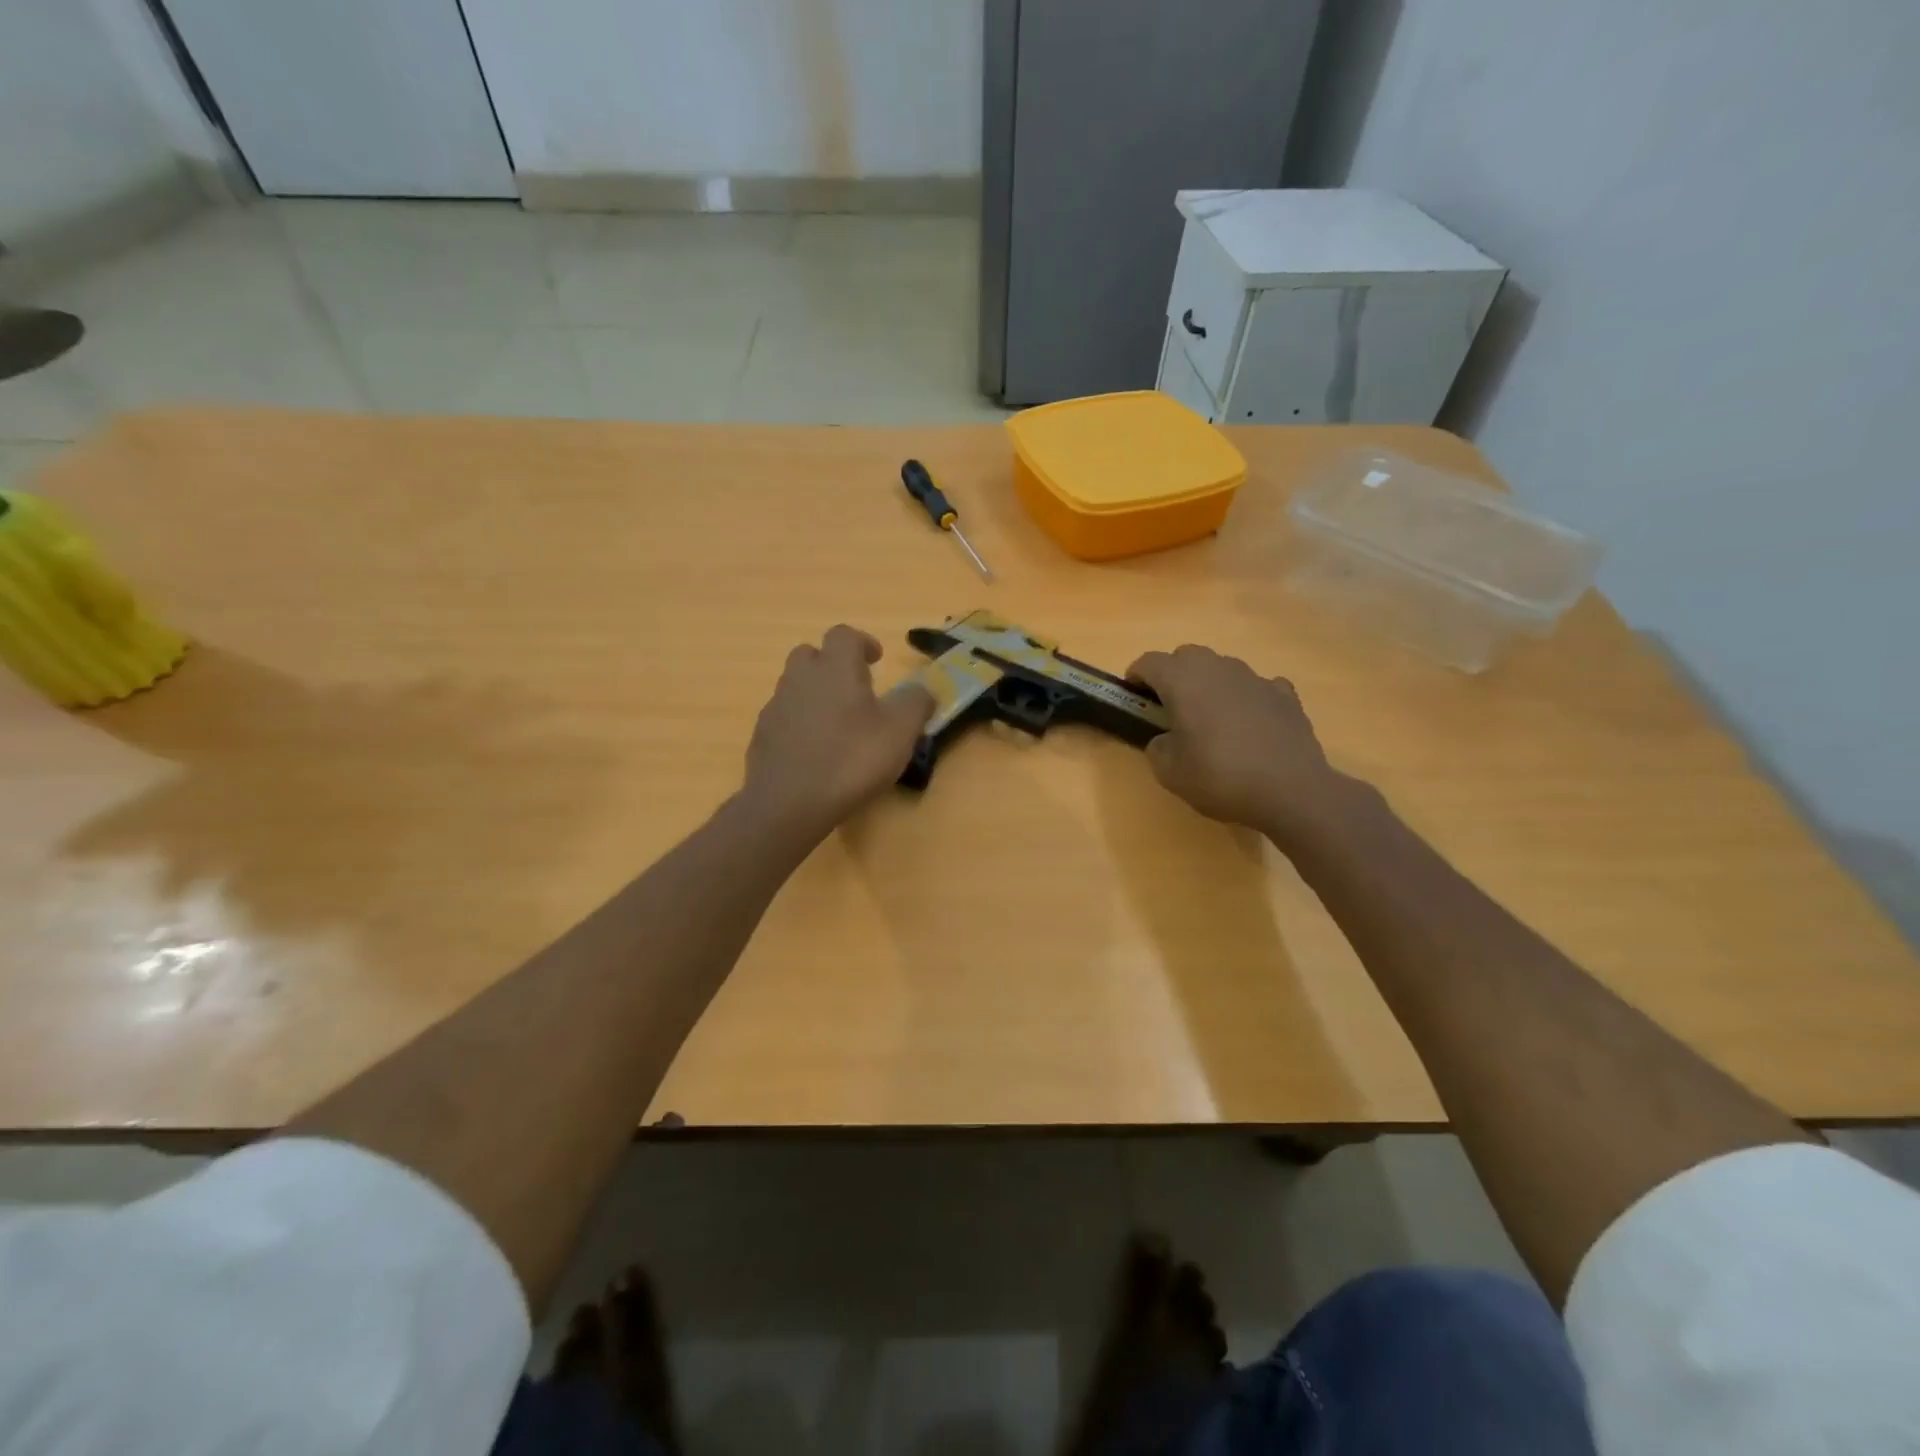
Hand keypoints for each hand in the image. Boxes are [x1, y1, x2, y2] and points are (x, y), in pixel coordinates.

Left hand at [743, 625, 933, 837]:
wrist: (788, 803)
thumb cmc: (851, 759)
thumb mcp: (900, 731)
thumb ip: (916, 703)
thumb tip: (922, 690)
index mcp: (835, 667)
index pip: (844, 635)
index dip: (862, 643)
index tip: (876, 661)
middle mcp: (800, 678)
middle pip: (811, 654)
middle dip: (832, 665)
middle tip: (855, 689)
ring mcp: (776, 707)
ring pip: (795, 686)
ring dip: (815, 694)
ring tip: (838, 724)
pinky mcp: (762, 736)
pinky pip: (784, 717)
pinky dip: (800, 724)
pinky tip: (815, 751)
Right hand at [1127, 645, 1345, 837]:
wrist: (1291, 790)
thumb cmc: (1220, 777)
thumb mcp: (1169, 772)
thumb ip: (1158, 747)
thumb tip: (1166, 739)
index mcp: (1183, 681)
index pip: (1149, 663)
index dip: (1136, 677)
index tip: (1134, 697)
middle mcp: (1218, 668)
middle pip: (1187, 656)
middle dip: (1173, 675)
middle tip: (1170, 707)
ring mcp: (1255, 678)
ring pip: (1223, 668)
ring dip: (1210, 684)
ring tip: (1211, 718)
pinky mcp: (1285, 695)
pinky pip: (1257, 686)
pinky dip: (1247, 698)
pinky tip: (1250, 723)